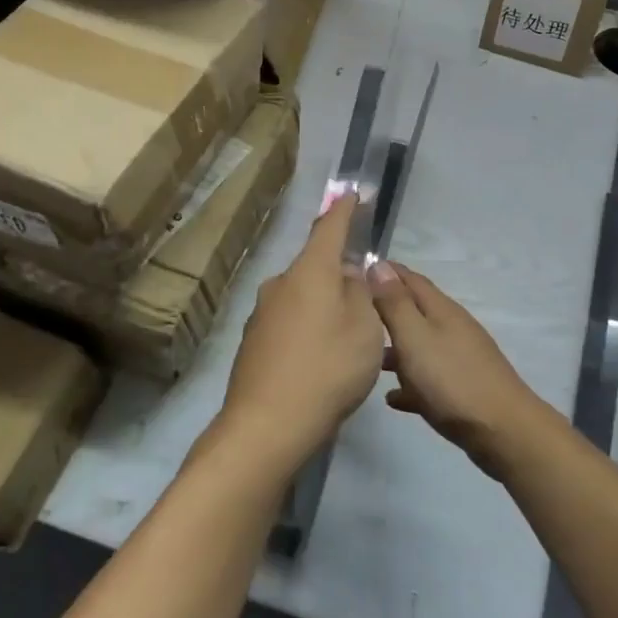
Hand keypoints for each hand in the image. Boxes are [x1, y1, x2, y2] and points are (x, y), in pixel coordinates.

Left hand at [217, 193, 385, 473]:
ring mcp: (262, 313)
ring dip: (323, 306)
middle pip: (316, 266)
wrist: (267, 425)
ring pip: (302, 297)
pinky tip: (319, 361)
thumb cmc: (328, 369)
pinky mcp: (253, 342)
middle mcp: (281, 284)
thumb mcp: (364, 328)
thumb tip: (348, 273)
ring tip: (345, 339)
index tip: (352, 192)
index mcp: (310, 272)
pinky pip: (289, 322)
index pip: (329, 228)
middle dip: (339, 274)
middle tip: (364, 300)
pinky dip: (307, 330)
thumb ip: (360, 293)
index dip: (343, 210)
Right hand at [367, 262, 545, 477]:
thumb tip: (378, 264)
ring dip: (396, 348)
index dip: (386, 272)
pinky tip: (393, 398)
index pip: (411, 279)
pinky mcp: (463, 389)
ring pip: (421, 345)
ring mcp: (460, 358)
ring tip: (368, 358)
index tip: (357, 269)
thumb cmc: (451, 380)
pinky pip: (429, 379)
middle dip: (387, 309)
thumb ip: (395, 303)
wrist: (502, 431)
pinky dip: (410, 382)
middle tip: (355, 314)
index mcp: (441, 310)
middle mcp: (452, 328)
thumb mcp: (414, 337)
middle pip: (416, 311)